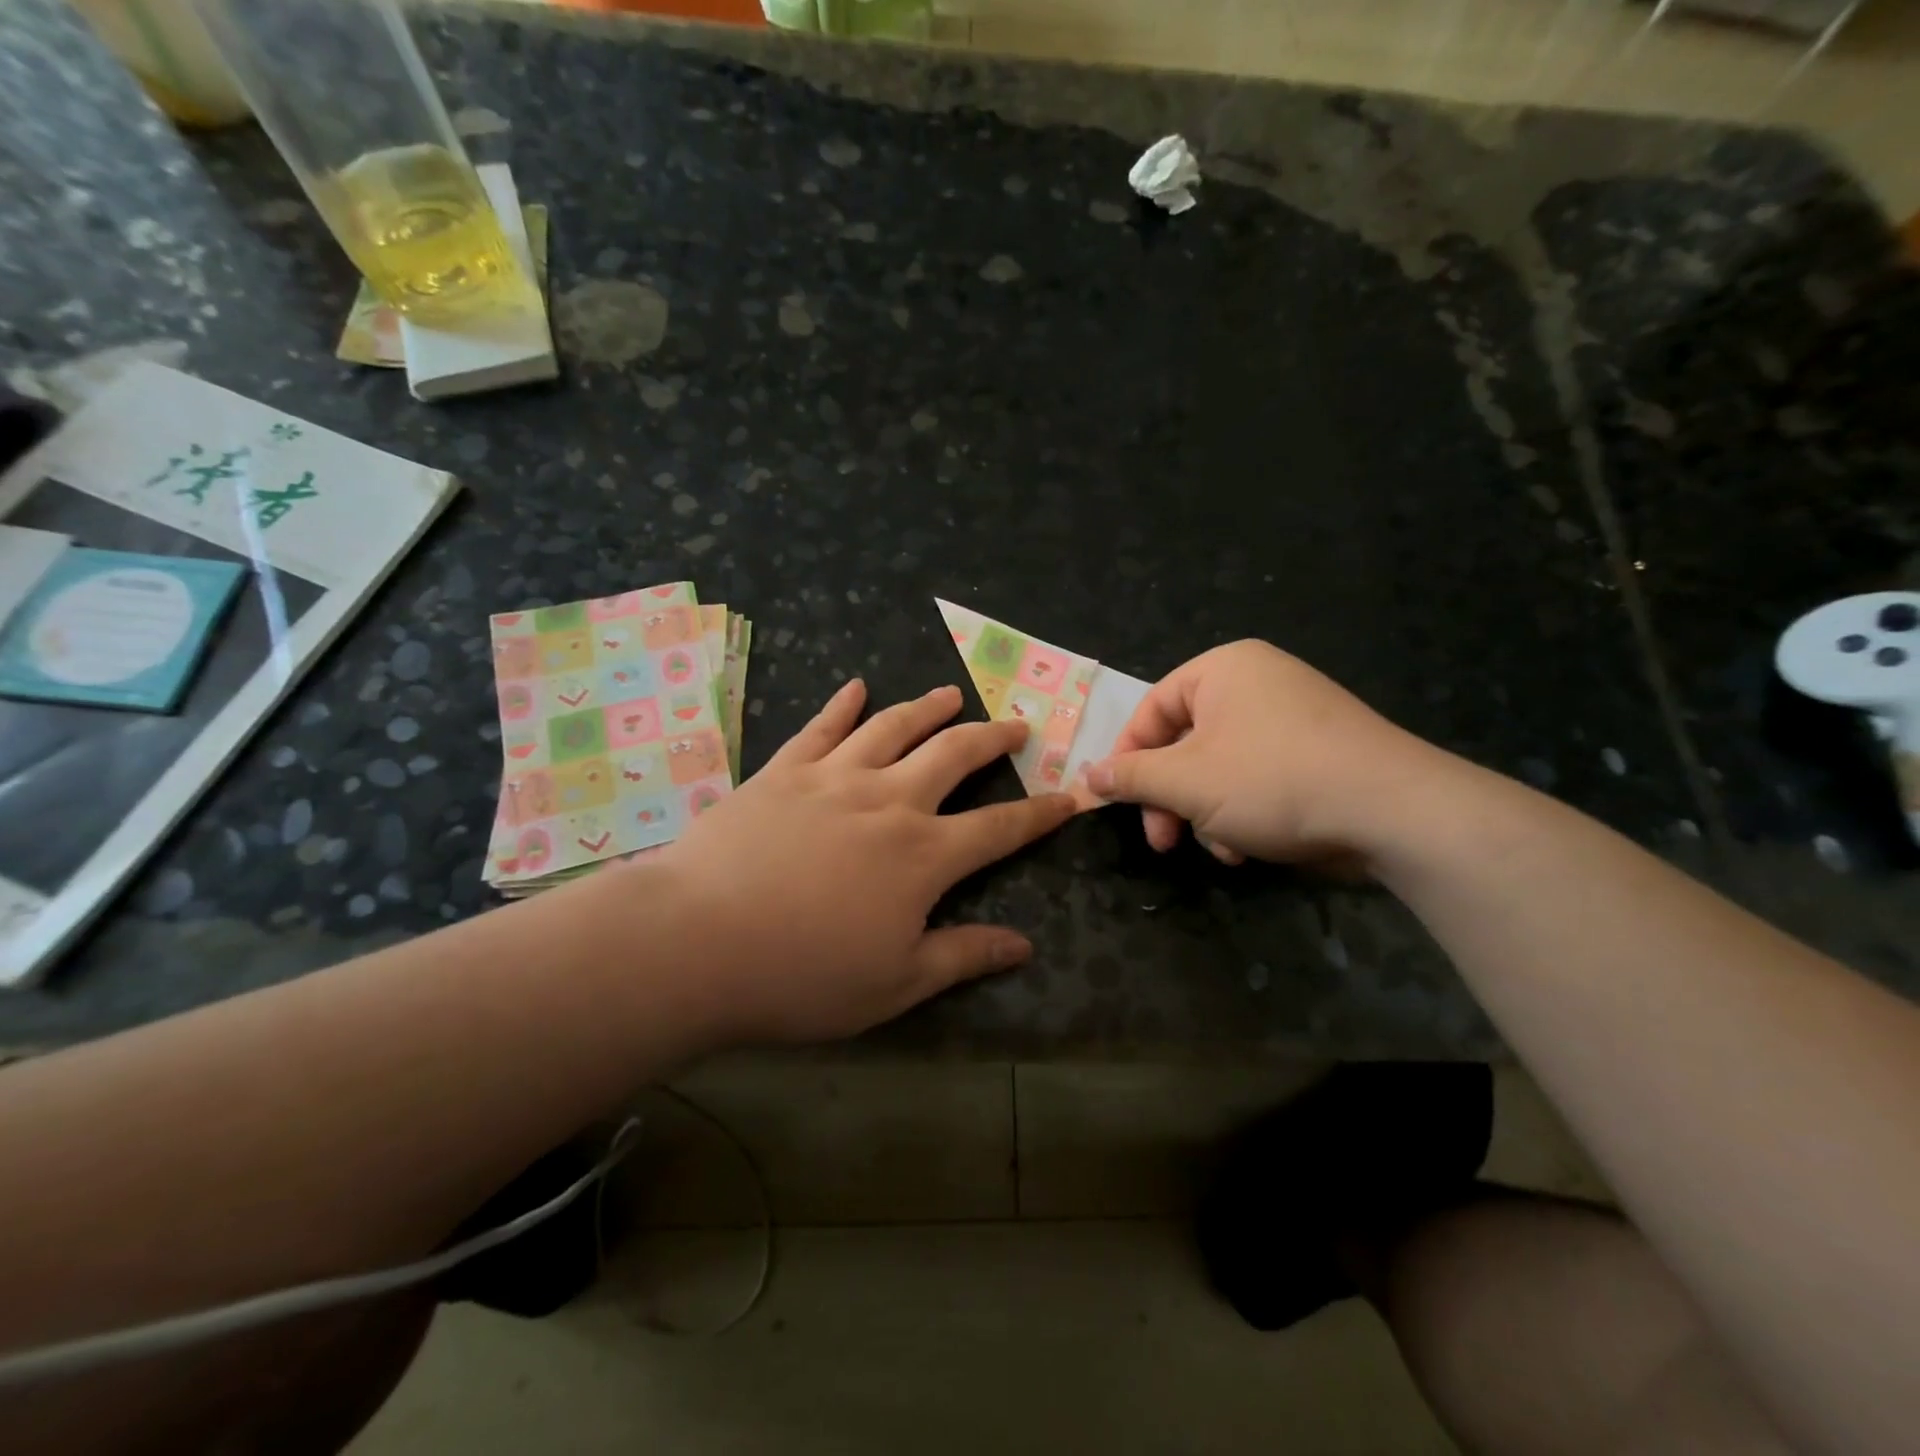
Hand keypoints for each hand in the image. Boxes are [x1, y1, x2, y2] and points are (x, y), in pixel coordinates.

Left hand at [658, 680, 1074, 1043]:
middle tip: (1016, 724)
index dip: (1039, 813)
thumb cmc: (801, 975)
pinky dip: (843, 704)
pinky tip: (856, 687)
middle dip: (993, 738)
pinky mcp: (784, 771)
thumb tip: (1024, 945)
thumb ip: (963, 956)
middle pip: (954, 755)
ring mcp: (834, 778)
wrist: (696, 942)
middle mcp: (889, 801)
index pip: (1000, 827)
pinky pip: (822, 727)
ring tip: (952, 692)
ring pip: (894, 727)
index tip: (1068, 797)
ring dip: (929, 707)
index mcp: (923, 855)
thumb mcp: (895, 985)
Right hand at [1085, 640, 1443, 865]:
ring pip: (1218, 767)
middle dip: (1169, 797)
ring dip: (1205, 813)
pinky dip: (1242, 812)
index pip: (1151, 709)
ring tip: (1220, 848)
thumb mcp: (1186, 781)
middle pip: (1184, 742)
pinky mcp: (1316, 753)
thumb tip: (1087, 774)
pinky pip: (1256, 776)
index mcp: (1222, 670)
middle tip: (1162, 840)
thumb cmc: (1273, 781)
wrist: (1394, 811)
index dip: (1127, 757)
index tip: (1116, 800)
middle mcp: (1256, 682)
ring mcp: (1291, 717)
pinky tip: (1248, 847)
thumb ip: (1131, 776)